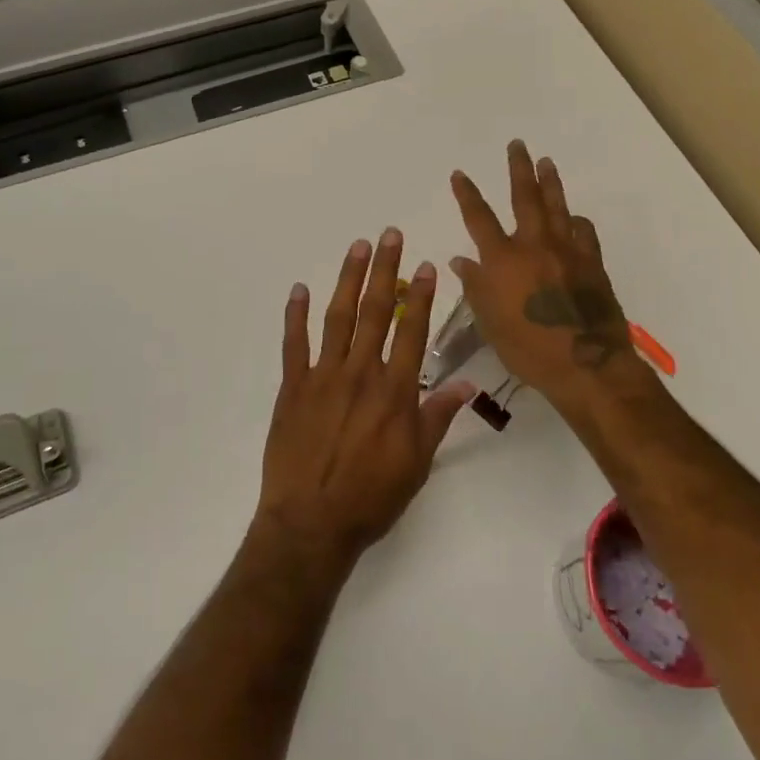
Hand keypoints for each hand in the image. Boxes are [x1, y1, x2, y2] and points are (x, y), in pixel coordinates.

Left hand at [255, 230, 476, 564]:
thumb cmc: (372, 496)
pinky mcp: (293, 387)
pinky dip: (296, 315)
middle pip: (375, 312)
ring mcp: (323, 376)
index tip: (426, 265)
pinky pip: (294, 344)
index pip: (411, 332)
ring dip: (347, 279)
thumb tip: (467, 384)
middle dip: (385, 270)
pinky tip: (299, 290)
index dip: (421, 296)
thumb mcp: (417, 463)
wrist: (312, 523)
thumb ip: (438, 417)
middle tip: (389, 235)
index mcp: (394, 391)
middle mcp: (361, 373)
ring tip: (357, 247)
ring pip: (338, 317)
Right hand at [450, 140, 665, 412]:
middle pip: (525, 197)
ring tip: (547, 162)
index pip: (479, 218)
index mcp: (503, 260)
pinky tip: (574, 219)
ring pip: (557, 207)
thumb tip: (461, 260)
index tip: (459, 173)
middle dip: (519, 169)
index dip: (467, 193)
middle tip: (518, 145)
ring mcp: (567, 252)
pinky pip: (584, 233)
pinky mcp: (592, 263)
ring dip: (550, 182)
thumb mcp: (490, 323)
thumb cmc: (528, 350)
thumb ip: (476, 288)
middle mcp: (534, 246)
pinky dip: (576, 222)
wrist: (587, 365)